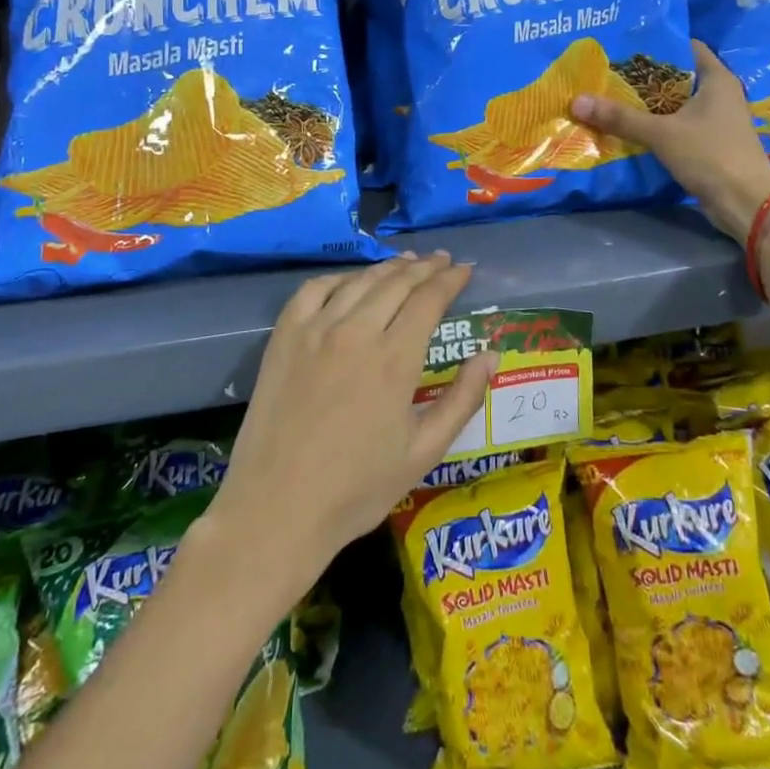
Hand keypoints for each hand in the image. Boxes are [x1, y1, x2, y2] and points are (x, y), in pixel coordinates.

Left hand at [205, 253, 497, 597]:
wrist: (277, 508)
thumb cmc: (357, 489)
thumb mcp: (423, 452)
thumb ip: (461, 399)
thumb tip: (491, 356)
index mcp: (395, 359)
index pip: (429, 299)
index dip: (449, 279)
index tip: (464, 269)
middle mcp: (356, 332)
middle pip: (397, 282)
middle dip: (425, 267)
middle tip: (441, 260)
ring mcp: (315, 330)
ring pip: (359, 282)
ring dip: (387, 268)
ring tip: (406, 263)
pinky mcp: (284, 337)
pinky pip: (313, 290)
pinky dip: (338, 279)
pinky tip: (350, 282)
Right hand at [571, 40, 769, 243]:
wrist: (746, 203)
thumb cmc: (710, 155)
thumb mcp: (661, 133)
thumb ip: (620, 117)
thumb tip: (577, 101)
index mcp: (716, 78)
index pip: (685, 47)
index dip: (656, 44)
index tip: (622, 45)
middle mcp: (719, 94)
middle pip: (675, 76)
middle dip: (643, 77)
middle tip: (606, 72)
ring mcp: (715, 120)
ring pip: (674, 104)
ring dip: (647, 104)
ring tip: (609, 97)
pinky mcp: (709, 143)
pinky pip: (676, 126)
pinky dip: (655, 126)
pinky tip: (628, 128)